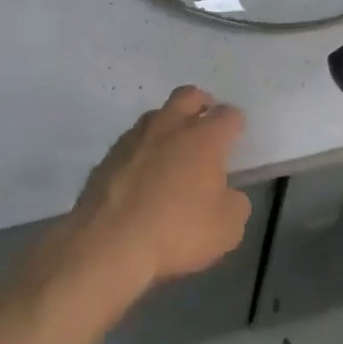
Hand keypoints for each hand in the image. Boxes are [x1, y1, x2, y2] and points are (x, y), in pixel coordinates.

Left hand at [69, 86, 251, 293]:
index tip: (236, 140)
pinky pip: (131, 143)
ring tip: (172, 152)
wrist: (107, 247)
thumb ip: (235, 203)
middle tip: (205, 125)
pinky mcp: (106, 159)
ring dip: (168, 126)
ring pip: (155, 116)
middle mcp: (169, 128)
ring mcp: (133, 140)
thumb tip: (227, 194)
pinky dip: (142, 152)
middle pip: (188, 95)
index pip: (228, 115)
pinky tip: (142, 177)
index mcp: (204, 138)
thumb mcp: (227, 228)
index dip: (236, 125)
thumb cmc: (176, 233)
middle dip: (201, 104)